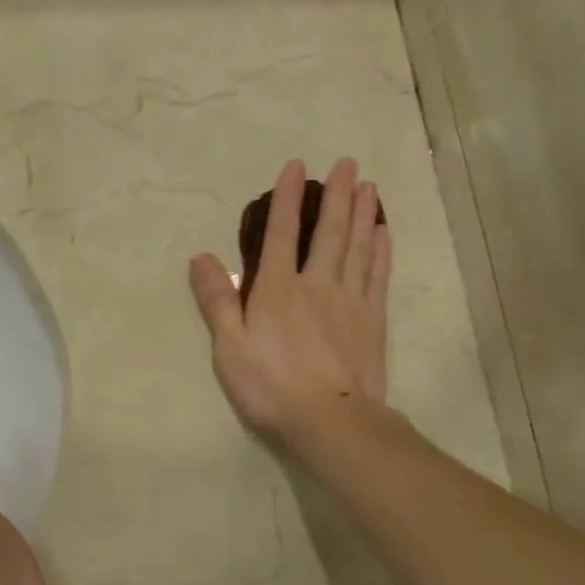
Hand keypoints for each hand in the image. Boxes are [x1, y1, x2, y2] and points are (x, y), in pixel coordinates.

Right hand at [189, 158, 390, 441]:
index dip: (287, 199)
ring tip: (369, 187)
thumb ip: (217, 301)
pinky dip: (380, 251)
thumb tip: (202, 257)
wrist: (330, 420)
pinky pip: (377, 275)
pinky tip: (383, 234)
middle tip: (348, 164)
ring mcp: (349, 301)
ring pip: (357, 247)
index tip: (296, 168)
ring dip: (362, 214)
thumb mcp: (229, 348)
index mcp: (277, 289)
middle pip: (329, 232)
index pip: (281, 234)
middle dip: (337, 195)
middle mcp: (316, 284)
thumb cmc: (270, 386)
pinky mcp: (372, 320)